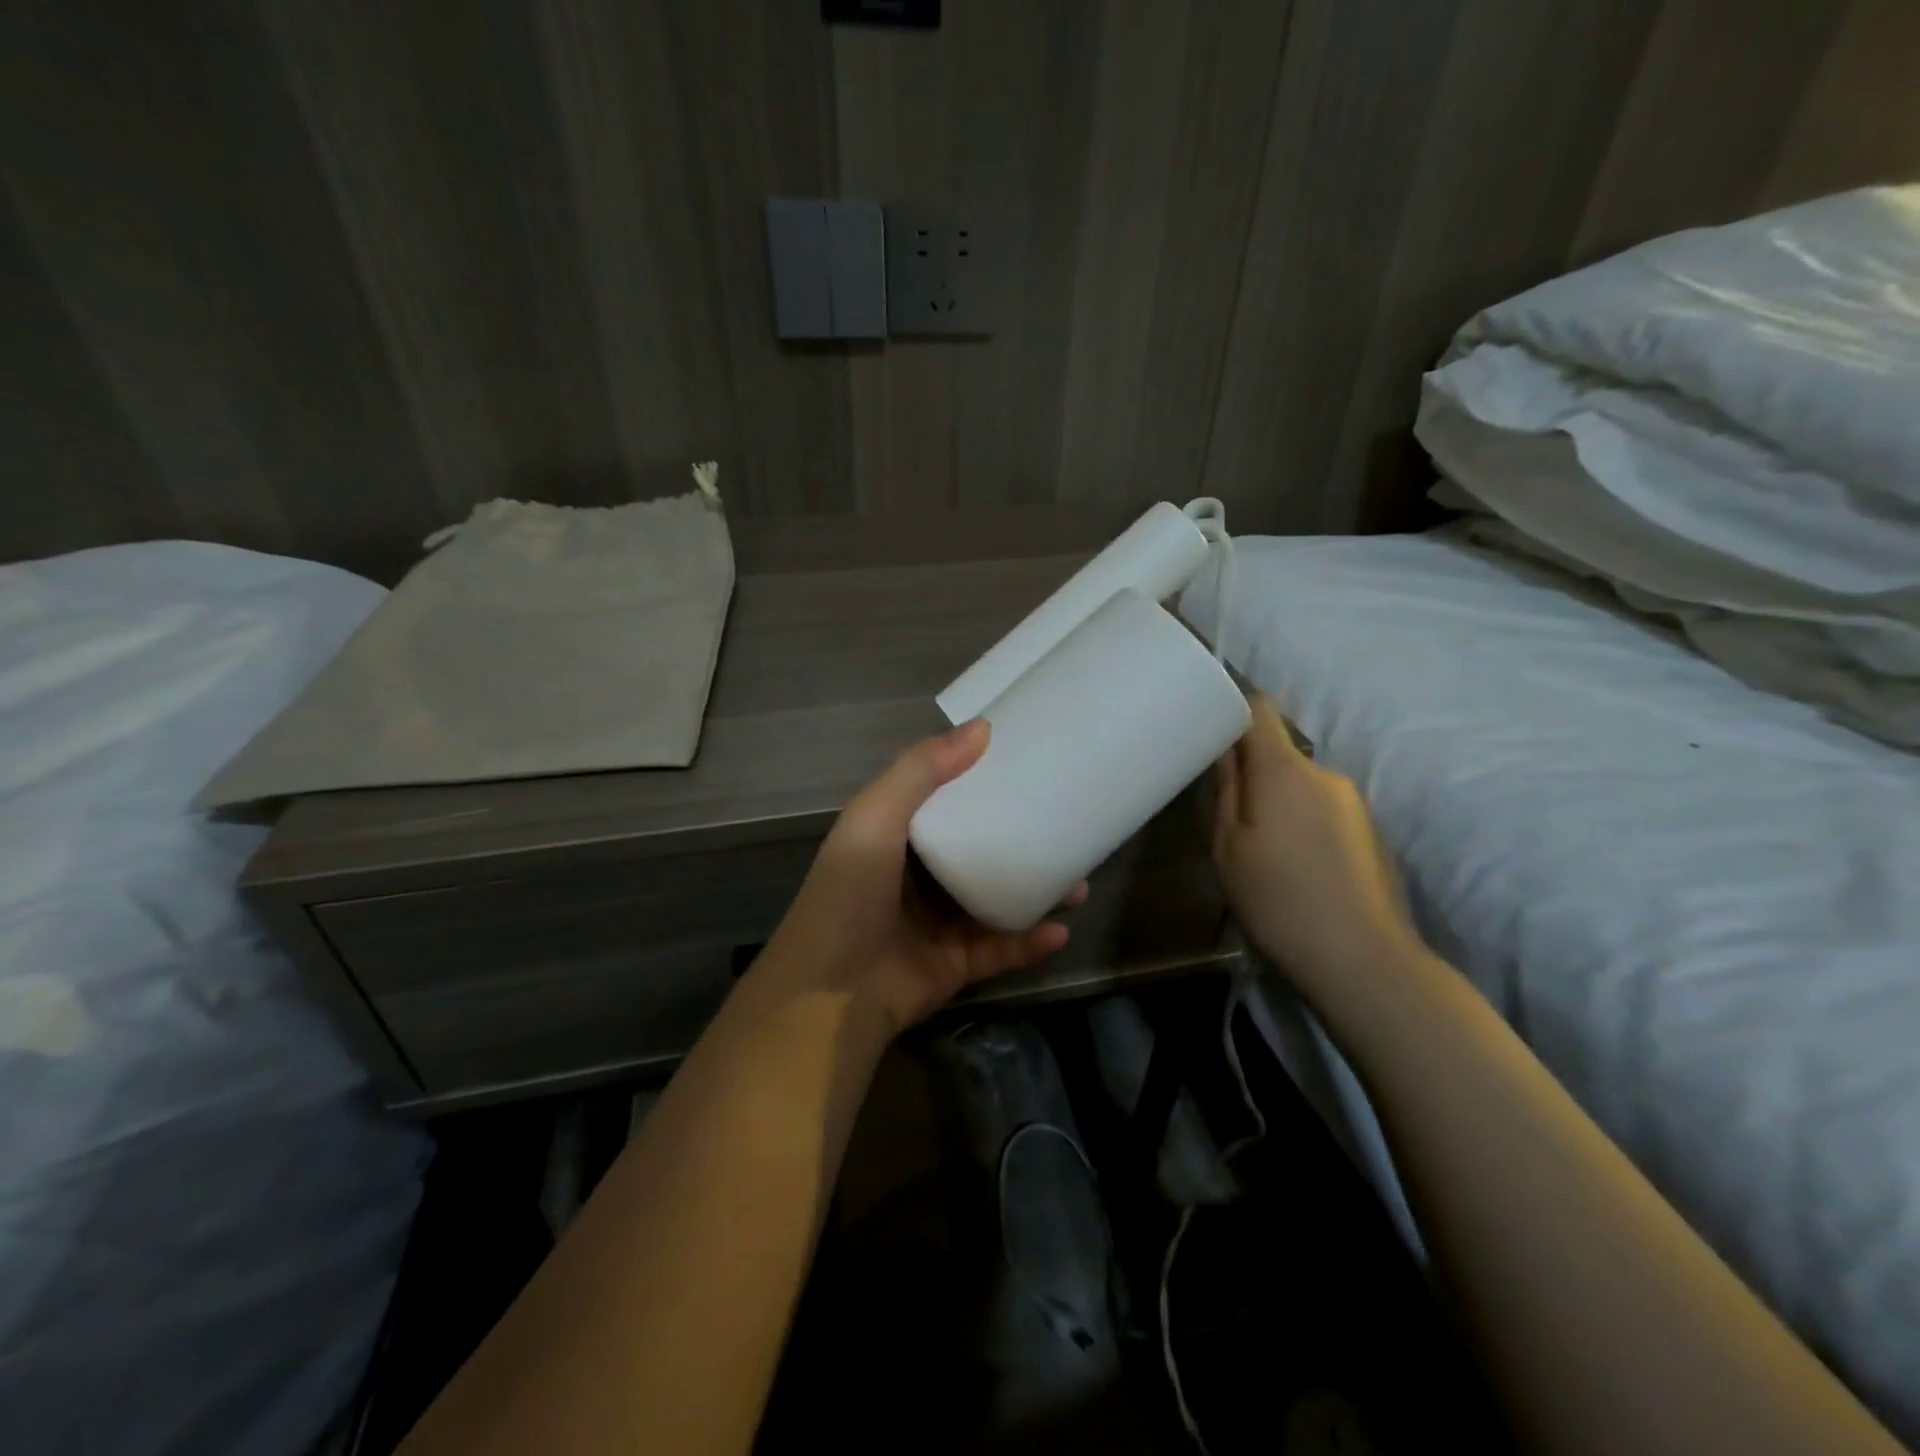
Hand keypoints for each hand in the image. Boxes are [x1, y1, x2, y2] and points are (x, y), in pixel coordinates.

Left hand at [748, 719, 1083, 1036]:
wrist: (830, 994)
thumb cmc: (849, 893)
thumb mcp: (875, 816)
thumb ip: (921, 770)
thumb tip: (982, 727)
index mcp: (897, 839)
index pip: (946, 804)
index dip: (982, 784)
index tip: (1028, 767)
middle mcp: (919, 879)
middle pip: (981, 854)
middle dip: (1024, 842)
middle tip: (1068, 830)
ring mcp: (939, 925)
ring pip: (1000, 902)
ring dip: (1039, 893)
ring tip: (1080, 883)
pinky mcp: (956, 966)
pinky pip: (1002, 950)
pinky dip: (1031, 942)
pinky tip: (1061, 930)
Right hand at [1213, 695, 1416, 992]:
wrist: (1362, 959)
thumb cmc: (1277, 899)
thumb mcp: (1228, 847)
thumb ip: (1226, 790)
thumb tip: (1226, 750)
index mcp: (1283, 770)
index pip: (1259, 709)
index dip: (1232, 709)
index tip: (1208, 728)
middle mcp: (1325, 773)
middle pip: (1279, 751)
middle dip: (1253, 771)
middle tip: (1229, 812)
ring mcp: (1355, 801)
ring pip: (1302, 784)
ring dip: (1280, 801)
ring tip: (1263, 848)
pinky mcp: (1371, 830)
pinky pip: (1324, 808)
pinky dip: (1304, 821)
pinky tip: (1297, 866)